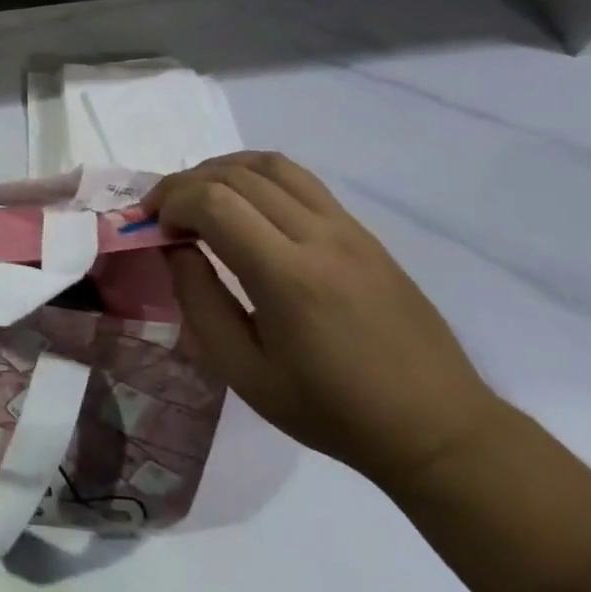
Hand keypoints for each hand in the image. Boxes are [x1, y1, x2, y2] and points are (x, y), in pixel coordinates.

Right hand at [148, 152, 504, 490]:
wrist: (436, 427)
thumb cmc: (331, 411)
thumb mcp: (246, 373)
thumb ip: (201, 302)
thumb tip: (176, 248)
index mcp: (288, 279)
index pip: (215, 203)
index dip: (172, 204)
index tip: (154, 229)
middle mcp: (319, 237)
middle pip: (236, 176)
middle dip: (185, 184)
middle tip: (162, 213)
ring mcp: (346, 228)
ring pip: (270, 164)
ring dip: (220, 169)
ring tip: (196, 196)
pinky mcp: (361, 230)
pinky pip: (299, 179)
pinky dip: (255, 174)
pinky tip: (241, 200)